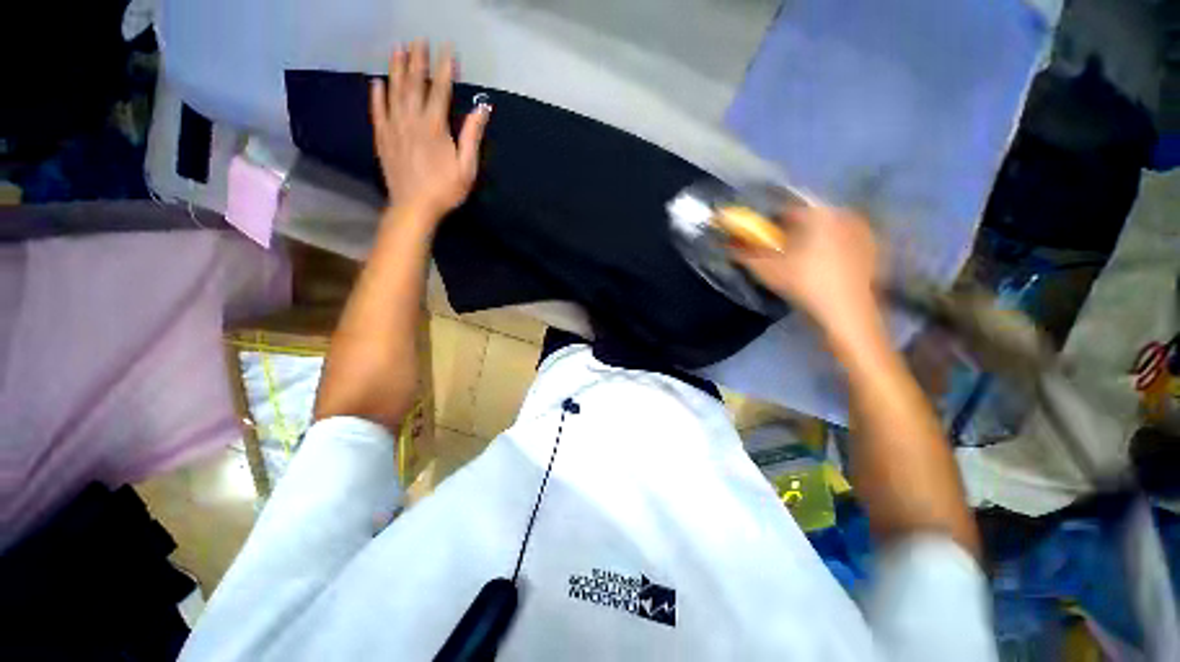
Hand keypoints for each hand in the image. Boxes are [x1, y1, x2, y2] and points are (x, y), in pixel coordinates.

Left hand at [371, 41, 490, 220]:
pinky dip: (376, 95)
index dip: (444, 67)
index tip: (446, 48)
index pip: (439, 89)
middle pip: (413, 83)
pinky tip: (376, 82)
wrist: (414, 207)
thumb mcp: (467, 167)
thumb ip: (472, 136)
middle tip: (418, 39)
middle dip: (417, 60)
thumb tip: (482, 108)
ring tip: (397, 48)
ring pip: (393, 91)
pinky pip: (377, 110)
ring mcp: (394, 127)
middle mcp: (411, 119)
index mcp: (434, 126)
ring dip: (395, 68)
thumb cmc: (445, 190)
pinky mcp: (382, 138)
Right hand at [732, 205, 881, 341]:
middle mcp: (845, 214)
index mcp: (820, 213)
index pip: (788, 208)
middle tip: (780, 251)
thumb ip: (743, 253)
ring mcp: (864, 232)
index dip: (770, 223)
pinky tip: (822, 269)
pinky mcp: (874, 251)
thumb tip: (726, 243)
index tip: (762, 237)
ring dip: (811, 241)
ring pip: (828, 230)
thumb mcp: (766, 269)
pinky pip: (845, 242)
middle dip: (792, 231)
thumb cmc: (804, 284)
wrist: (847, 314)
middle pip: (810, 218)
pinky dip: (831, 250)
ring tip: (800, 262)